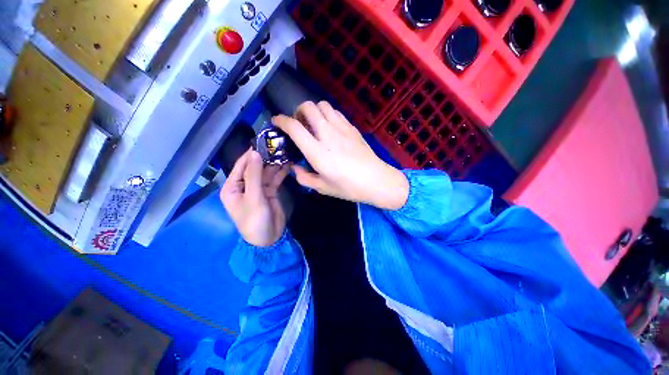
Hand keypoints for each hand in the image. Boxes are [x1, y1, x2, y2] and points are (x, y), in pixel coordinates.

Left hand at [220, 149, 289, 246]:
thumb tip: (255, 153)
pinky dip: (280, 172)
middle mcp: (244, 185)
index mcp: (233, 186)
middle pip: (255, 167)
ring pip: (266, 172)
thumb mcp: (253, 197)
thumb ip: (254, 175)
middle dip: (266, 158)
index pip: (241, 166)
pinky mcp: (269, 191)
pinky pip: (274, 179)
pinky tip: (288, 164)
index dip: (251, 154)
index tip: (263, 141)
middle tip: (278, 146)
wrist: (269, 238)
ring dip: (275, 164)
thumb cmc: (254, 220)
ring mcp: (258, 188)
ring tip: (285, 153)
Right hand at [272, 101, 408, 209]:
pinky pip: (336, 112)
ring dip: (314, 111)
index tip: (276, 122)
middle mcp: (328, 135)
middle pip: (308, 107)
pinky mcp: (352, 128)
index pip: (294, 127)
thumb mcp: (322, 188)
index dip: (281, 121)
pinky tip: (330, 127)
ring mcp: (342, 128)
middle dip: (298, 111)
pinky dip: (328, 115)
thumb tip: (295, 167)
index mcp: (317, 152)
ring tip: (314, 124)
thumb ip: (303, 177)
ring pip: (323, 105)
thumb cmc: (349, 187)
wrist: (376, 181)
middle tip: (299, 124)